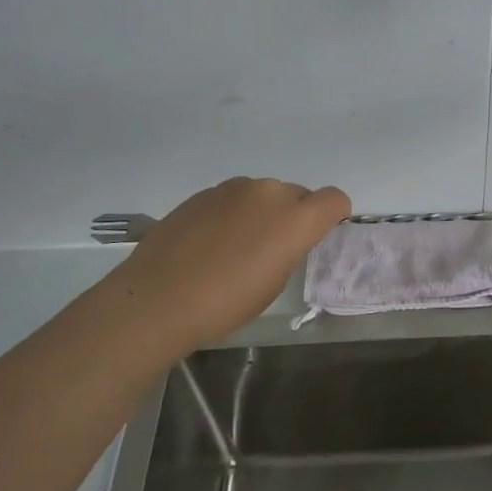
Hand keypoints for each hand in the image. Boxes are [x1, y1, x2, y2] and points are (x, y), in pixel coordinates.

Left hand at [98, 177, 349, 350]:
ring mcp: (233, 188)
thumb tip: (281, 238)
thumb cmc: (225, 302)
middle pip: (297, 194)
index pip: (334, 199)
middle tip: (272, 250)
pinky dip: (232, 214)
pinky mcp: (204, 193)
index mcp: (296, 217)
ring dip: (261, 213)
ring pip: (263, 194)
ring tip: (235, 248)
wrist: (157, 299)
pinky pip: (232, 198)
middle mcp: (270, 192)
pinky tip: (208, 244)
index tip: (318, 236)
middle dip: (293, 216)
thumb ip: (289, 248)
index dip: (332, 216)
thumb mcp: (274, 283)